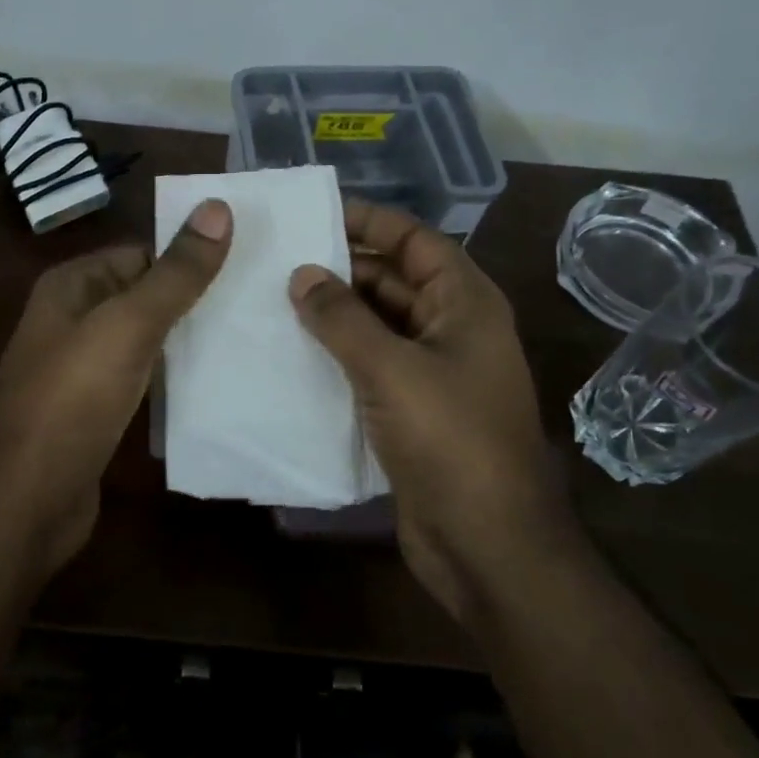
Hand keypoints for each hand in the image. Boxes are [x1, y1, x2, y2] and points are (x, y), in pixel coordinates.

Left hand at [0, 199, 232, 579]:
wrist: (26, 500)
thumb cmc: (72, 399)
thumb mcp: (128, 325)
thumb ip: (175, 273)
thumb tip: (217, 207)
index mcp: (70, 287)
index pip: (140, 254)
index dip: (188, 257)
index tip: (247, 265)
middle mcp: (72, 320)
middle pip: (144, 296)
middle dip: (194, 300)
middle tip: (259, 304)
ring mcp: (81, 369)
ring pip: (145, 340)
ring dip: (187, 340)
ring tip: (250, 339)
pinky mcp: (95, 411)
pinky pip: (141, 379)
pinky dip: (173, 378)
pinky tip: (216, 385)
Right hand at [288, 200, 570, 622]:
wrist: (486, 543)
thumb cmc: (449, 441)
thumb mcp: (391, 369)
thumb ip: (343, 318)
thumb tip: (302, 274)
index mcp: (465, 303)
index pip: (414, 241)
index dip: (368, 221)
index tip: (312, 214)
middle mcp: (452, 329)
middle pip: (393, 280)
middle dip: (341, 268)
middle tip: (276, 260)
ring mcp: (433, 372)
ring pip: (377, 325)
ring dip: (333, 314)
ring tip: (272, 301)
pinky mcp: (412, 411)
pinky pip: (370, 366)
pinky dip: (336, 355)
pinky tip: (291, 354)